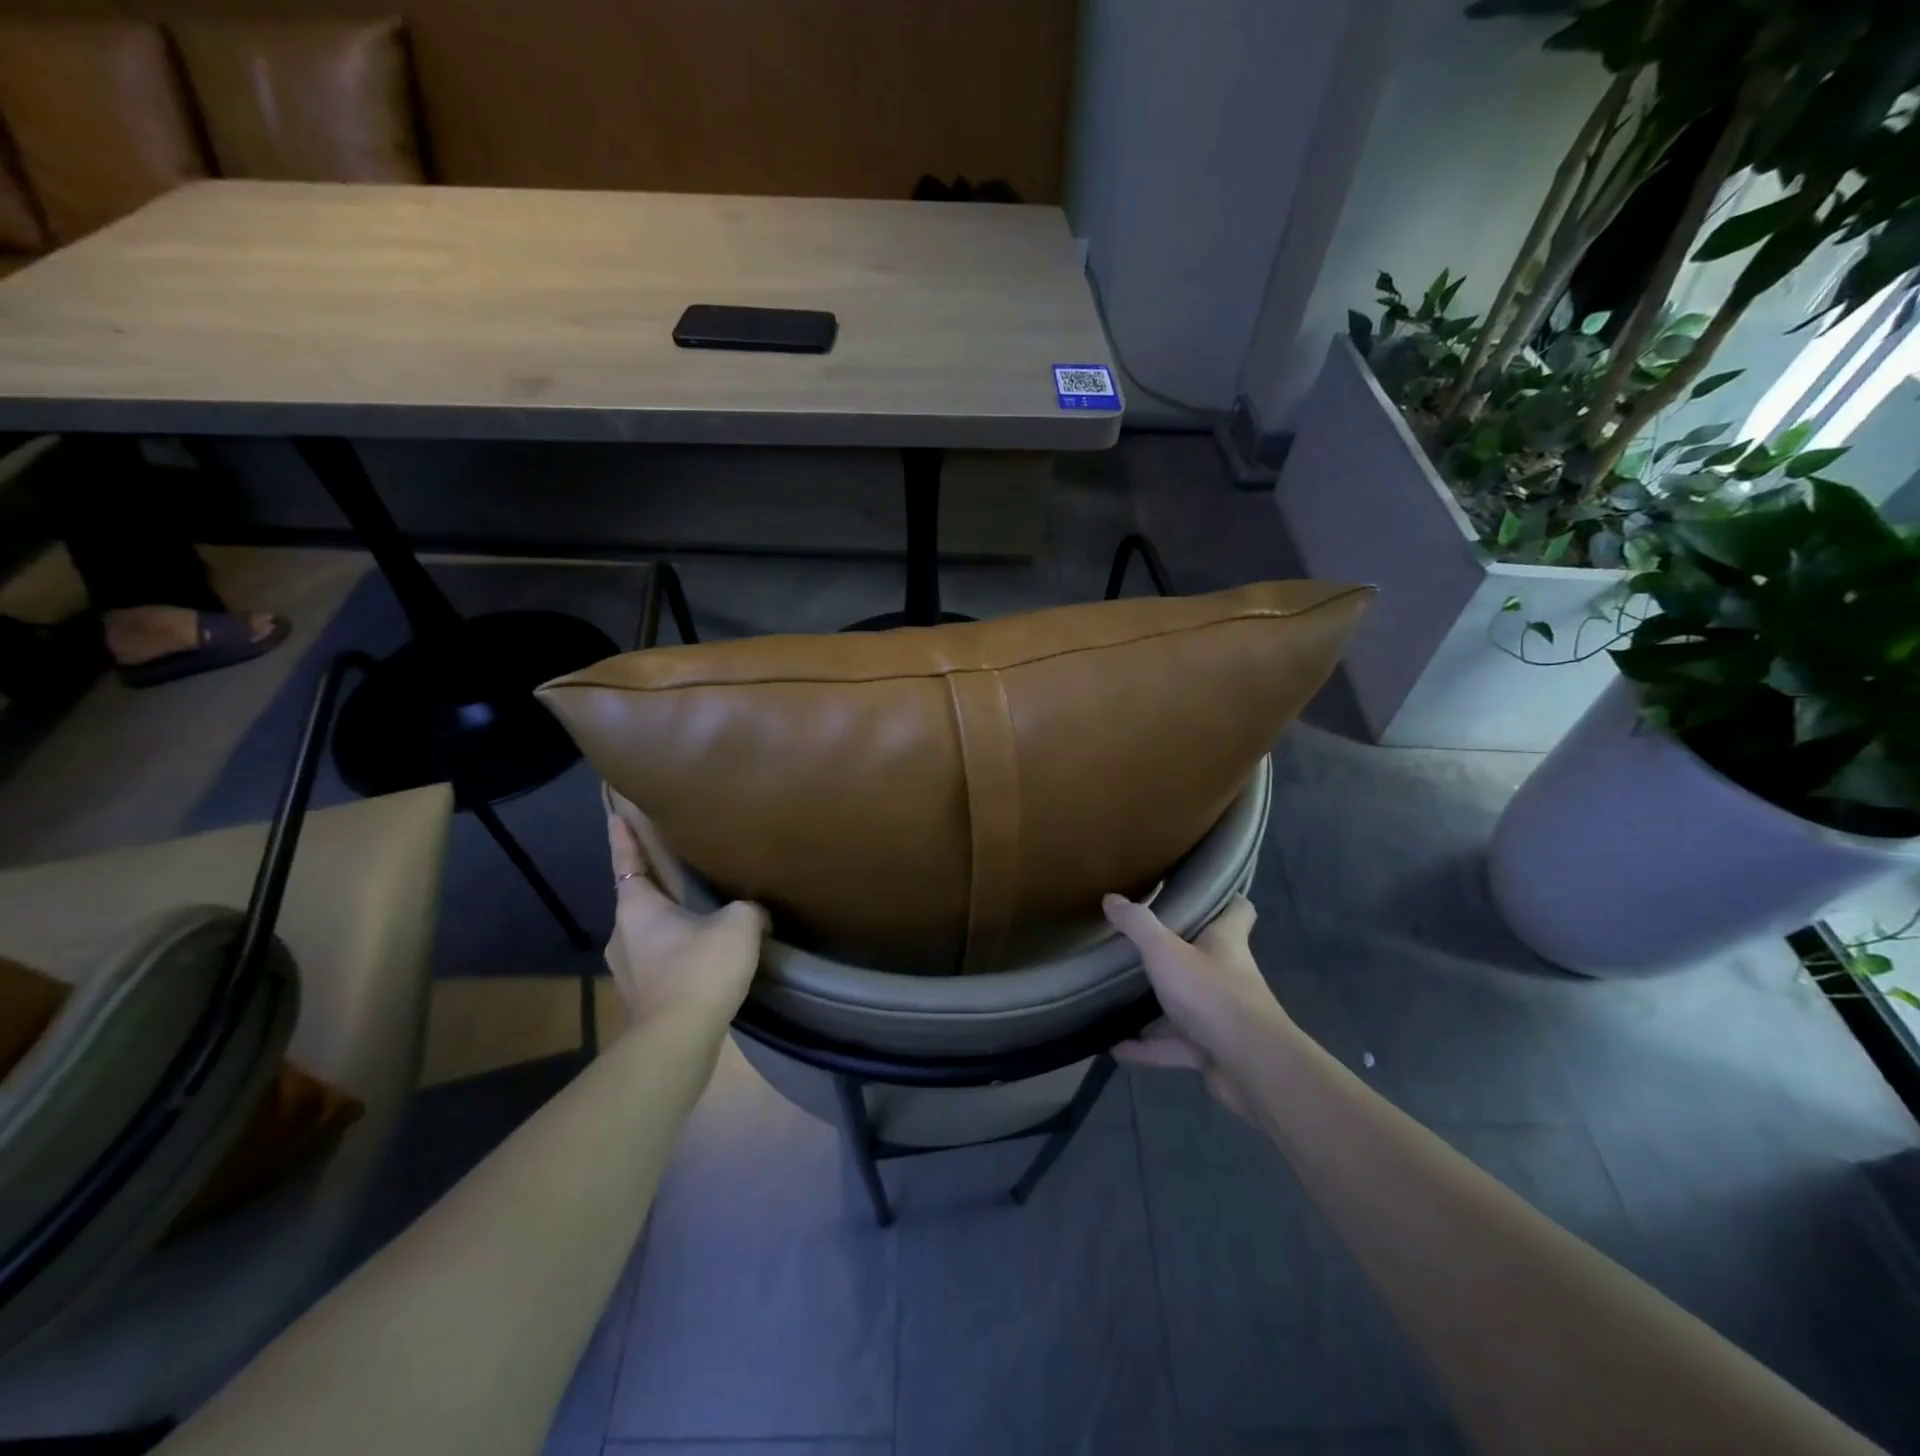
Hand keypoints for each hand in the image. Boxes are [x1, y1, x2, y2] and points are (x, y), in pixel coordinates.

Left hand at [606, 809, 766, 1028]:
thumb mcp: (739, 924)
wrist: (678, 1041)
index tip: (616, 814)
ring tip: (696, 914)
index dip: (624, 836)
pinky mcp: (642, 996)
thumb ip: (748, 907)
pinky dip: (676, 951)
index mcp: (636, 907)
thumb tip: (753, 911)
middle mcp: (622, 934)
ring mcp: (628, 969)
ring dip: (667, 922)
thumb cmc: (700, 969)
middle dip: (654, 883)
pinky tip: (702, 955)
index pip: (627, 860)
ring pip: (647, 932)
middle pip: (636, 898)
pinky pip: (659, 960)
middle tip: (676, 867)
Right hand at [1103, 893, 1285, 1119]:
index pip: (1238, 911)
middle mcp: (1229, 974)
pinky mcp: (1213, 1050)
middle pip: (1207, 955)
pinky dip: (1148, 1047)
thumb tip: (1111, 898)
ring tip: (1120, 996)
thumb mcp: (1165, 951)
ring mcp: (1222, 1015)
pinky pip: (1174, 1045)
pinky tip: (1116, 1048)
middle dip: (1178, 950)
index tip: (1199, 892)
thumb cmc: (1211, 994)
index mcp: (1226, 942)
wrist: (1251, 1067)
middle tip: (1142, 941)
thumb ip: (1137, 925)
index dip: (1225, 899)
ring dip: (1158, 1004)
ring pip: (1188, 1003)